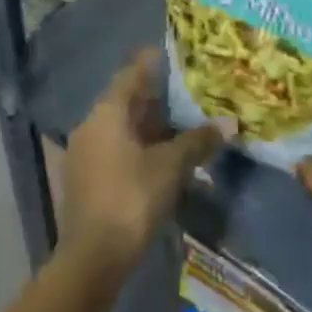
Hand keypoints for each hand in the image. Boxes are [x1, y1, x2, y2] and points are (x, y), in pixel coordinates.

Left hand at [61, 48, 223, 273]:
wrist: (92, 257)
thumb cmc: (132, 198)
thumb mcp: (170, 167)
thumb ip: (197, 141)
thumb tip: (229, 123)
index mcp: (106, 112)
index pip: (130, 75)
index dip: (149, 64)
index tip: (167, 53)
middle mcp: (89, 125)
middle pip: (123, 102)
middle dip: (151, 98)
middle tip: (181, 92)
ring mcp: (83, 153)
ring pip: (118, 128)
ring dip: (144, 126)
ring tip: (175, 126)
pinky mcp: (84, 179)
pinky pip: (112, 150)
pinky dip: (134, 147)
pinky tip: (155, 158)